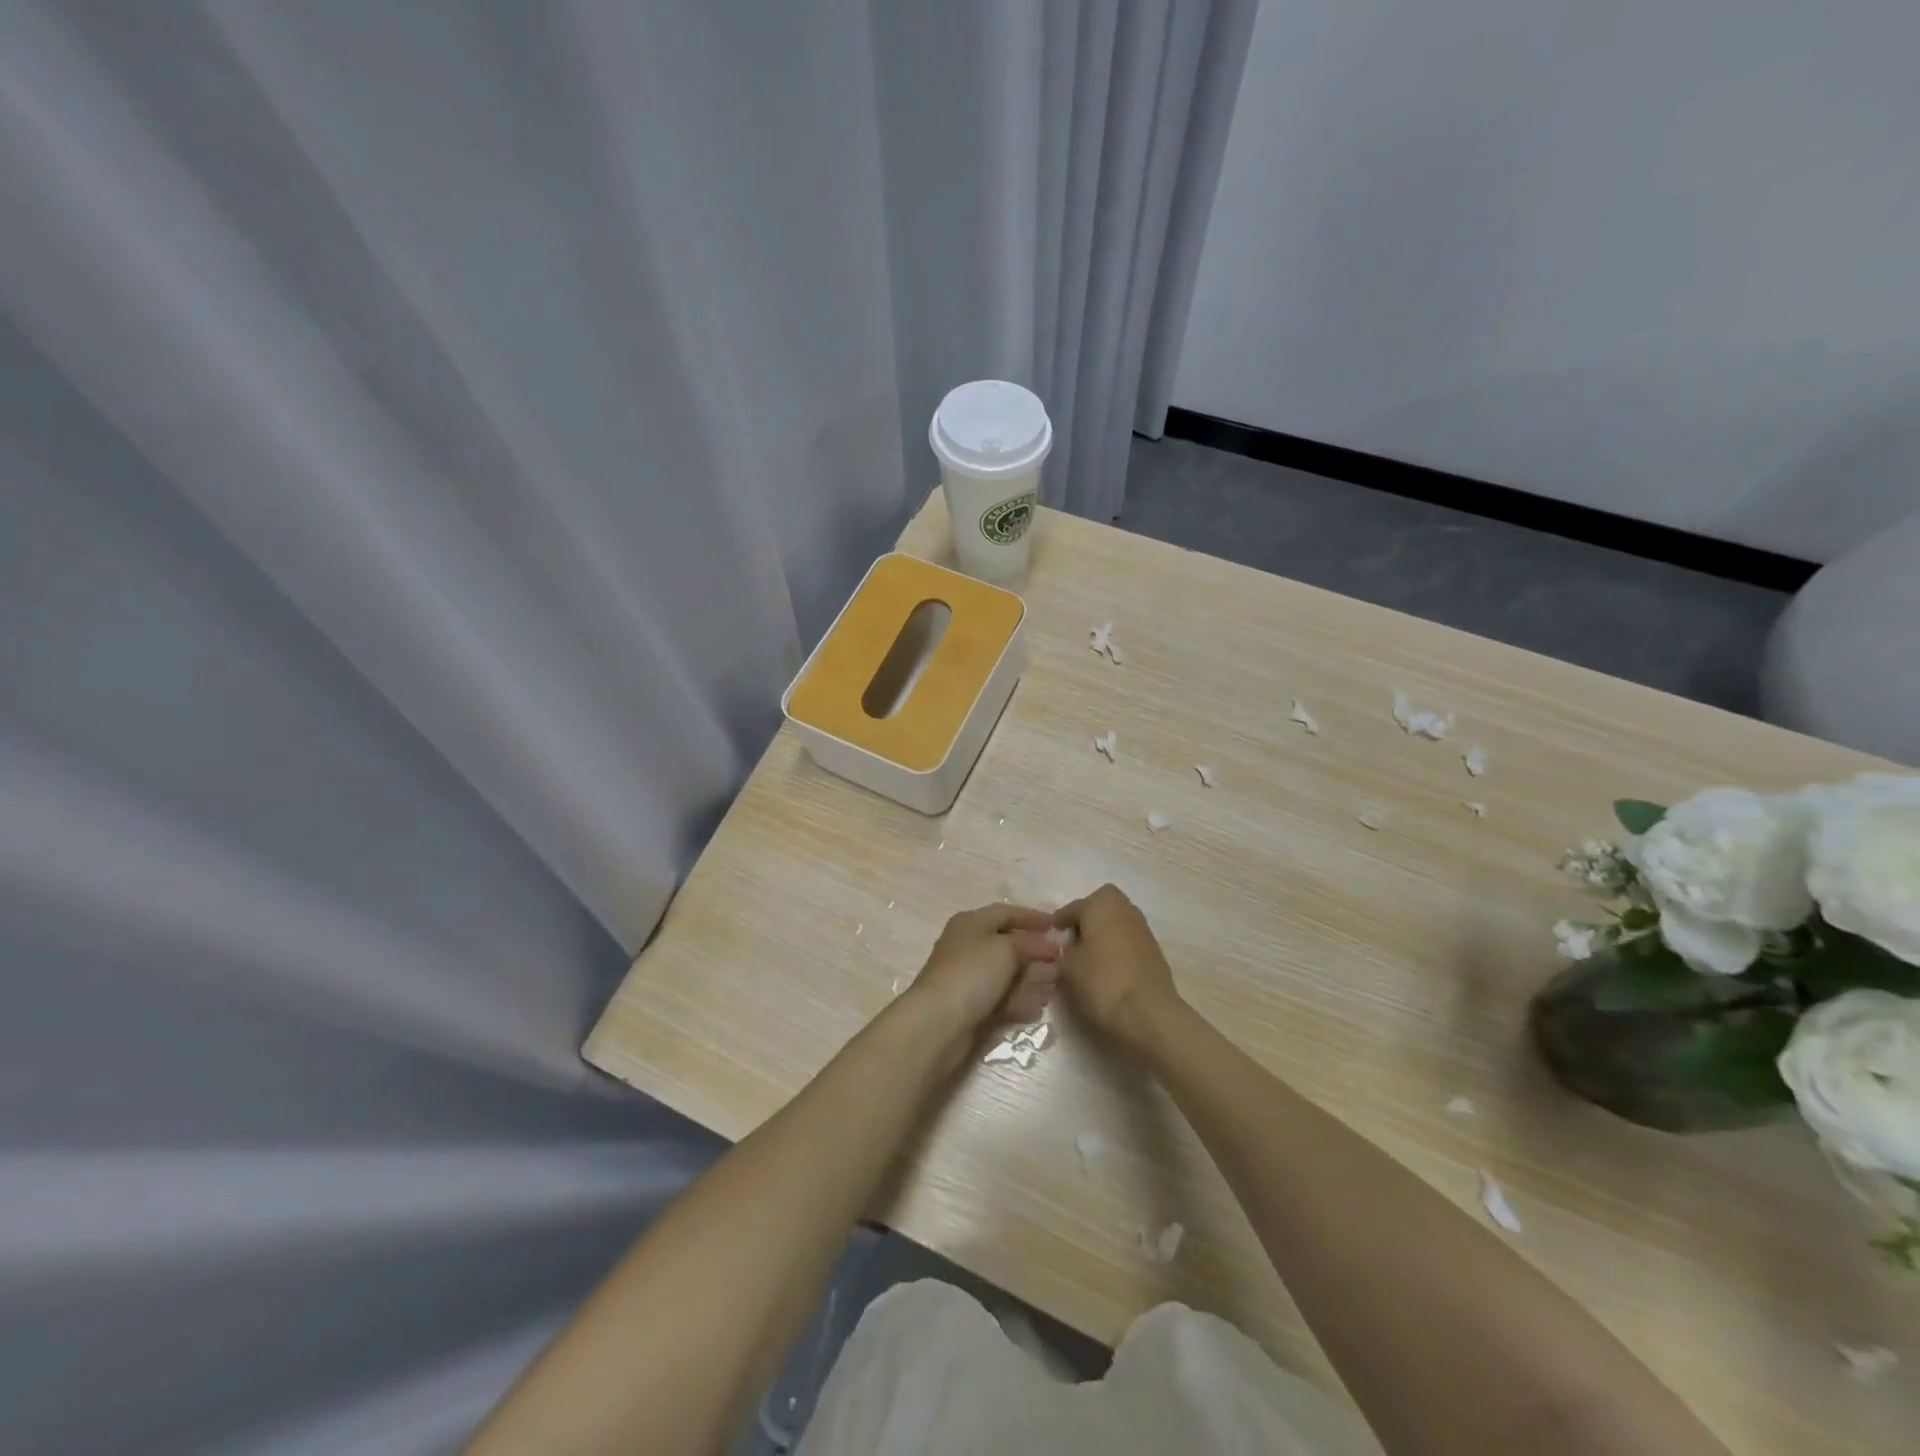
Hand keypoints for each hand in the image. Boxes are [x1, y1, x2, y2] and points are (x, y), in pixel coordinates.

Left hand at [898, 904, 1060, 1060]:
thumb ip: (1030, 943)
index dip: (1032, 917)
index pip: (1006, 913)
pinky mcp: (973, 1007)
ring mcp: (970, 979)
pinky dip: (1021, 1000)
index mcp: (971, 923)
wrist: (938, 1023)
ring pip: (1008, 974)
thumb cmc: (972, 973)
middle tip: (1063, 961)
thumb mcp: (1006, 948)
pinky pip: (1003, 999)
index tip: (1058, 925)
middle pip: (1008, 945)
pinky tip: (1039, 1007)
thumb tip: (1047, 945)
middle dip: (1036, 952)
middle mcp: (969, 947)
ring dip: (1033, 978)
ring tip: (1057, 985)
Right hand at [1054, 885, 1182, 1054]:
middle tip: (1075, 937)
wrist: (1149, 1012)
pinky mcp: (1155, 950)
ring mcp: (1143, 929)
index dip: (1061, 919)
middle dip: (1088, 916)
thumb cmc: (1102, 981)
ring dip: (1104, 931)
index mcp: (1101, 906)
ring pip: (1118, 921)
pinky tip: (1108, 966)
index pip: (1074, 907)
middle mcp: (1125, 909)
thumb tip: (1070, 948)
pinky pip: (1129, 939)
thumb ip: (1065, 952)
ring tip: (1090, 954)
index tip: (1052, 931)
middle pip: (1103, 904)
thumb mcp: (1069, 967)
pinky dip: (1118, 946)